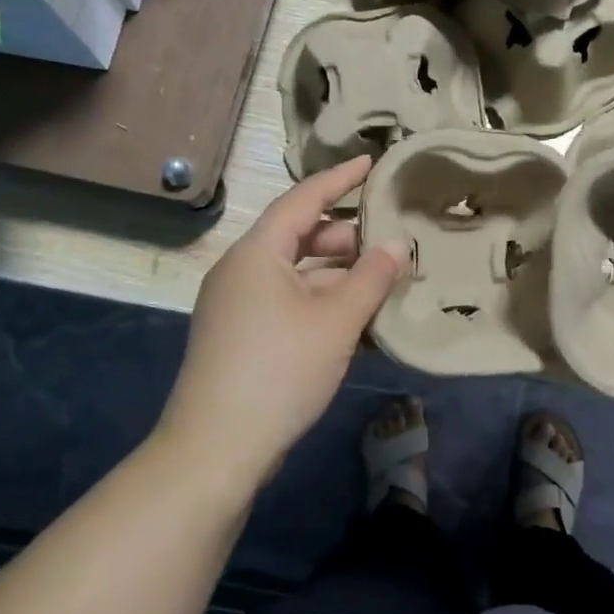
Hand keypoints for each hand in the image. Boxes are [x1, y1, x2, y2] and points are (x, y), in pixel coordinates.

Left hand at [162, 158, 404, 483]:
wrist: (216, 450)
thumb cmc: (279, 371)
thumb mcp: (336, 321)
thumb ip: (372, 278)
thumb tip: (398, 245)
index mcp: (258, 252)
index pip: (304, 199)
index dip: (341, 179)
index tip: (373, 163)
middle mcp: (243, 270)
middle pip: (302, 238)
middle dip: (348, 239)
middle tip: (393, 242)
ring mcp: (238, 306)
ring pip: (298, 276)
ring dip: (340, 277)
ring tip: (384, 284)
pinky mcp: (242, 337)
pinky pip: (289, 304)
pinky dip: (323, 305)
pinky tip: (358, 322)